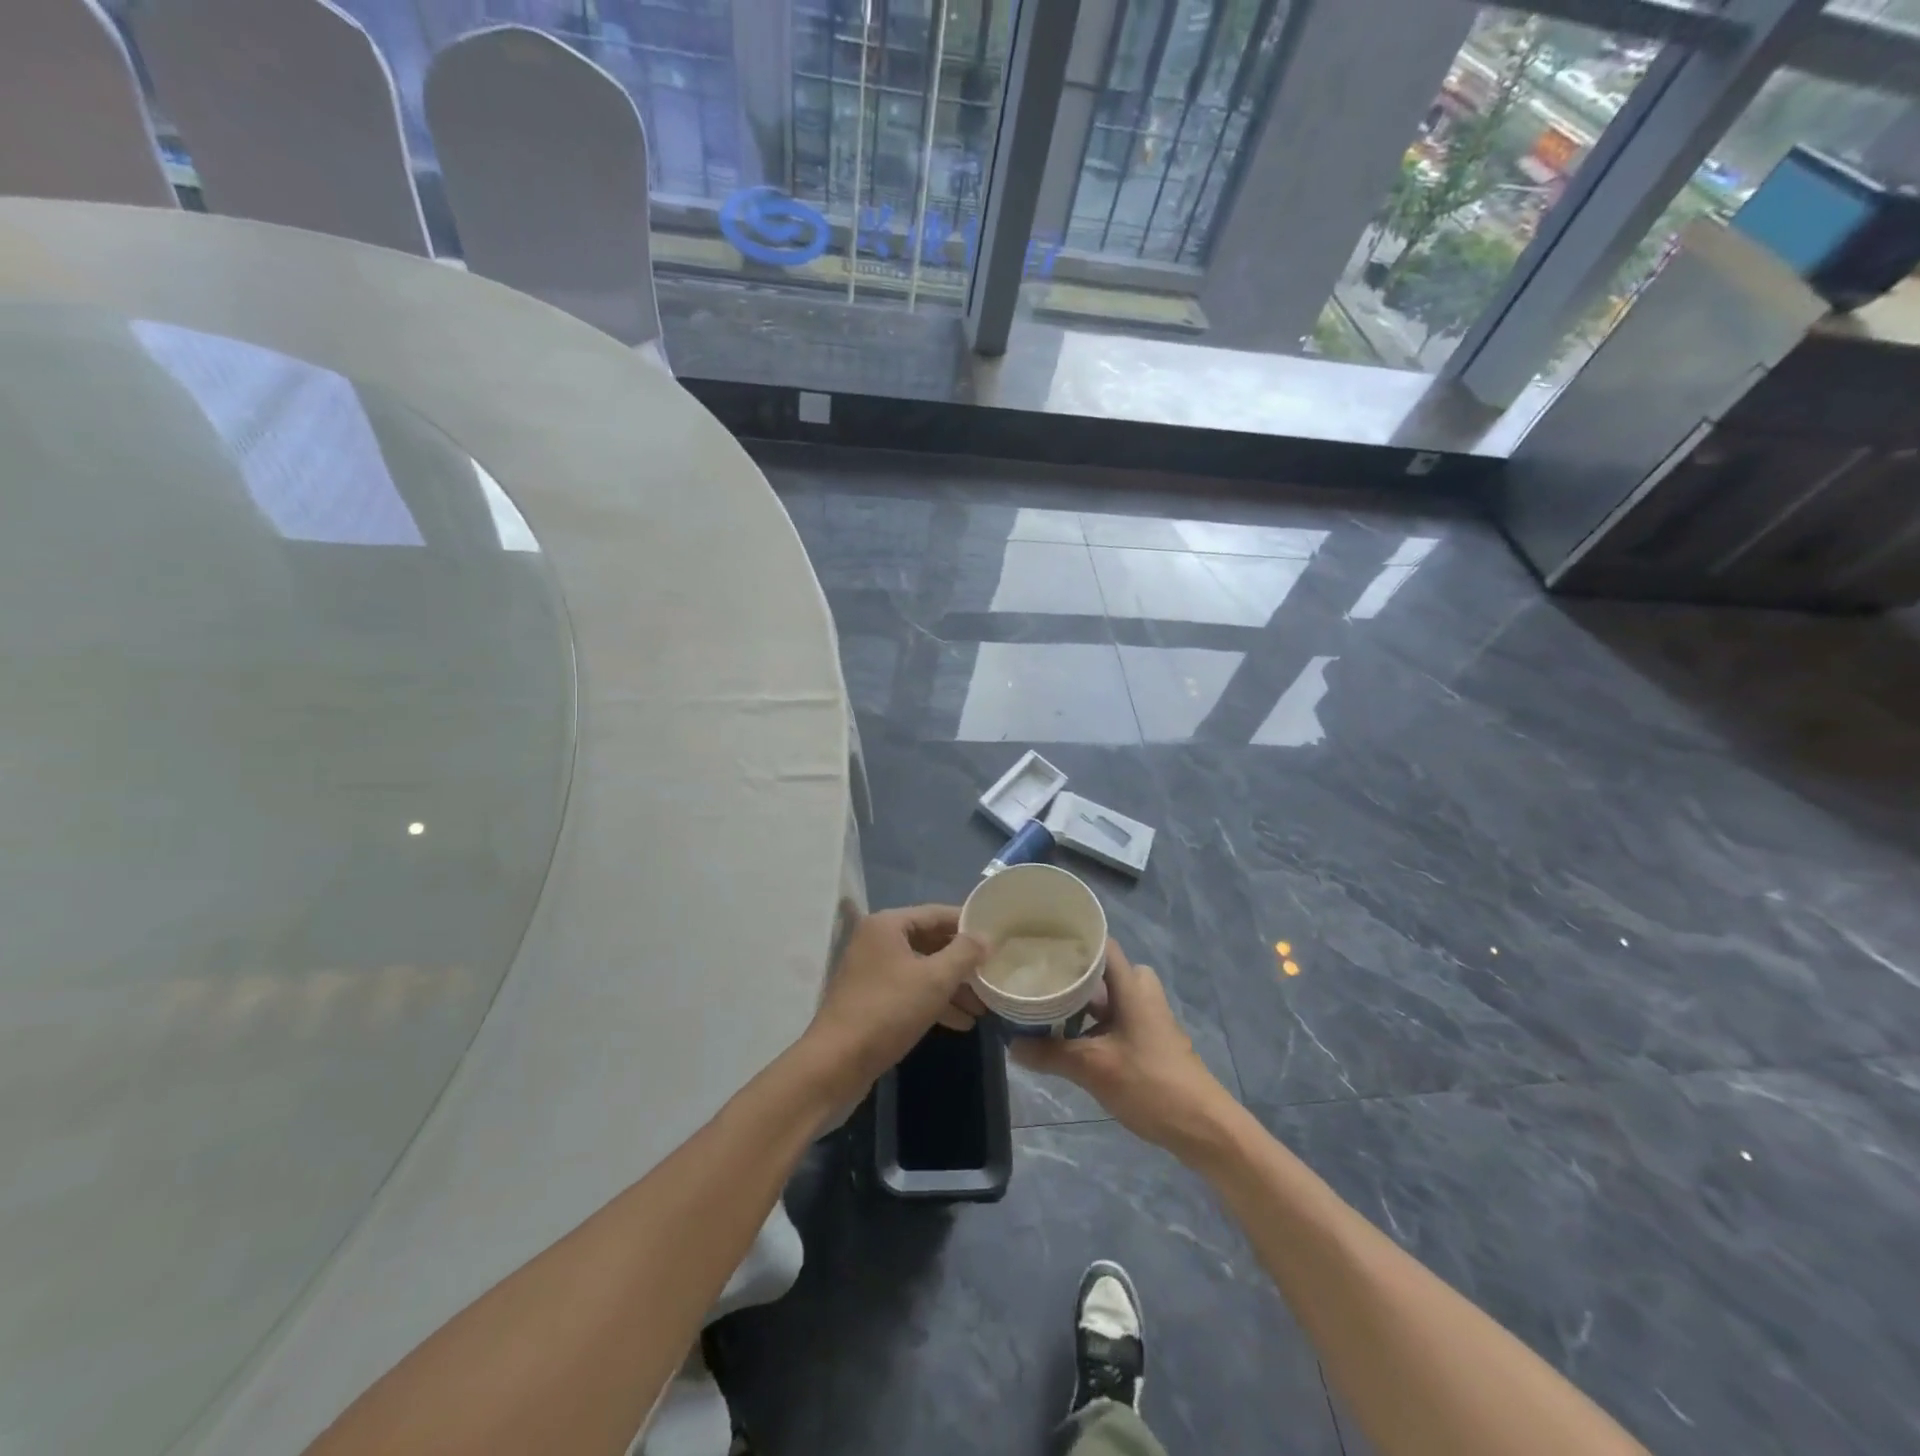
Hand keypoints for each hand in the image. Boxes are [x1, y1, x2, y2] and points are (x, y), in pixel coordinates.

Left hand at [803, 905, 987, 1099]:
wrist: (836, 1064)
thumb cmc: (887, 1011)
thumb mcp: (934, 980)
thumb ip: (964, 954)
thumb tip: (987, 936)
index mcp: (888, 925)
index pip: (937, 913)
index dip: (968, 924)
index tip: (998, 935)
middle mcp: (877, 941)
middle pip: (930, 941)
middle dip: (963, 961)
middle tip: (994, 973)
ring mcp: (872, 971)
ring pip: (922, 969)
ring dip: (952, 986)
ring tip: (984, 1005)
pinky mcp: (872, 999)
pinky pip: (911, 990)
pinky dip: (934, 1001)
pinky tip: (961, 1022)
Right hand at [1011, 941, 1234, 1157]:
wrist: (1202, 1126)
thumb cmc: (1150, 1084)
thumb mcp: (1093, 1068)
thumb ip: (1050, 1054)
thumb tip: (1012, 1045)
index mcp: (1131, 986)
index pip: (1101, 944)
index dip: (1072, 938)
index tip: (1039, 942)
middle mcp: (1140, 992)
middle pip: (1100, 970)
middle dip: (1068, 975)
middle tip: (1035, 977)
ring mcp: (1146, 1017)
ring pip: (1106, 998)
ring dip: (1079, 1003)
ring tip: (1043, 1006)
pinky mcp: (1148, 1039)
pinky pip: (1114, 1018)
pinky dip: (1091, 1023)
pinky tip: (1067, 1039)